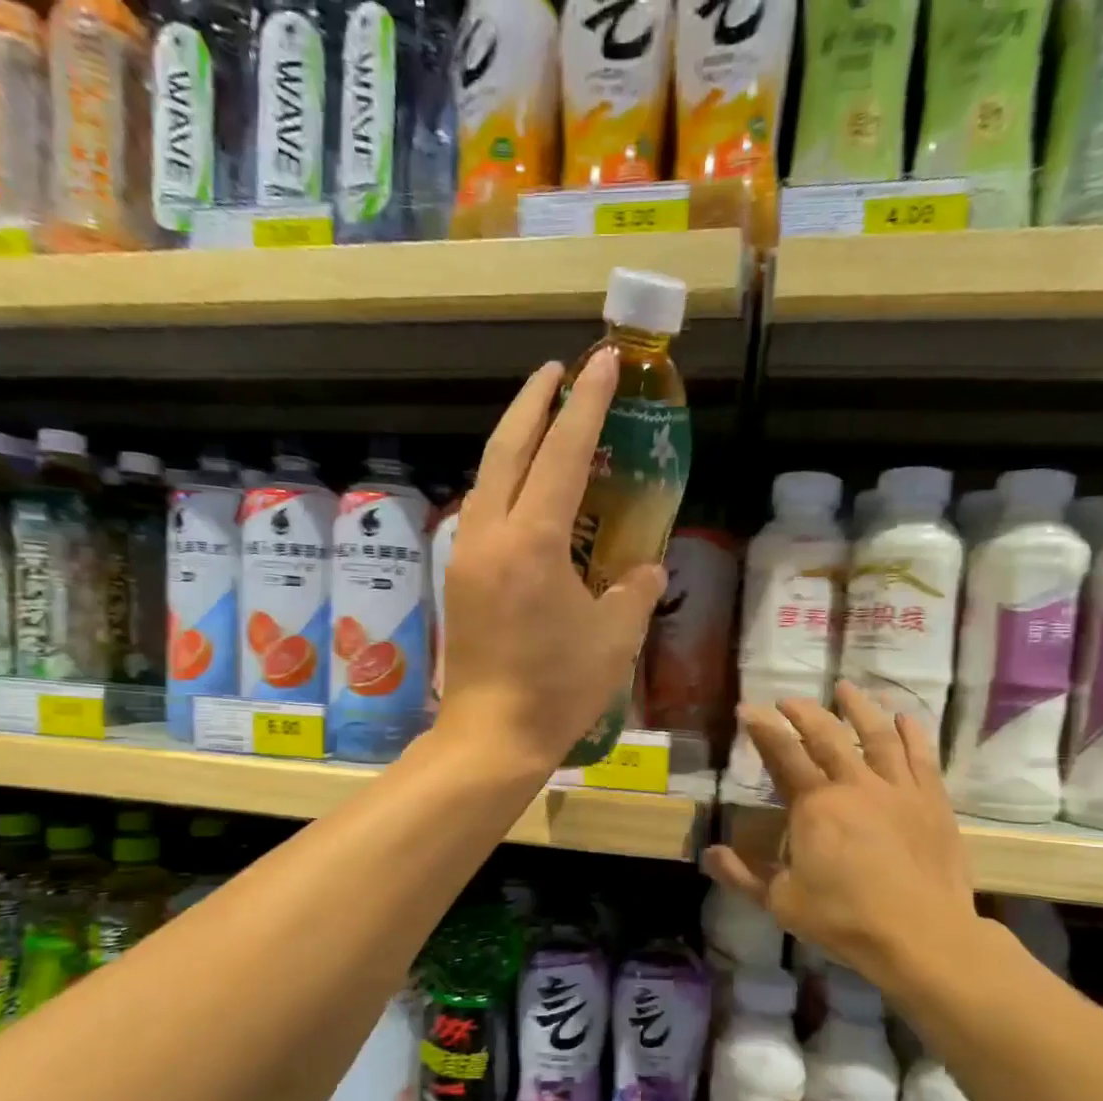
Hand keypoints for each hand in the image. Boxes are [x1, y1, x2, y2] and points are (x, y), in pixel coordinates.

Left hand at [436, 353, 666, 773]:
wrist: (492, 735)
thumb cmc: (558, 688)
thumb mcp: (615, 637)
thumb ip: (634, 590)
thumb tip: (644, 567)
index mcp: (533, 541)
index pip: (563, 452)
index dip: (586, 403)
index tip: (603, 362)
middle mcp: (491, 535)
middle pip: (508, 447)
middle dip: (534, 402)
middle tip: (558, 372)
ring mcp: (466, 556)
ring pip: (487, 478)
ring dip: (514, 441)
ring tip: (541, 422)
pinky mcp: (458, 580)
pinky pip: (480, 512)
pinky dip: (502, 484)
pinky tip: (521, 492)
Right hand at [704, 681, 992, 1002]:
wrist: (922, 936)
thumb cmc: (845, 919)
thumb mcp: (782, 902)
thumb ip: (742, 875)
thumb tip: (708, 854)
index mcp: (815, 806)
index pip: (783, 755)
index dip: (763, 729)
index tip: (748, 709)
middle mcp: (854, 785)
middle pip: (827, 736)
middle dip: (803, 712)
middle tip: (788, 699)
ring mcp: (898, 789)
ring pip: (877, 735)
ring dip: (859, 708)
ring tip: (846, 687)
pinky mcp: (932, 802)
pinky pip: (921, 757)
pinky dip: (911, 733)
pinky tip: (904, 718)